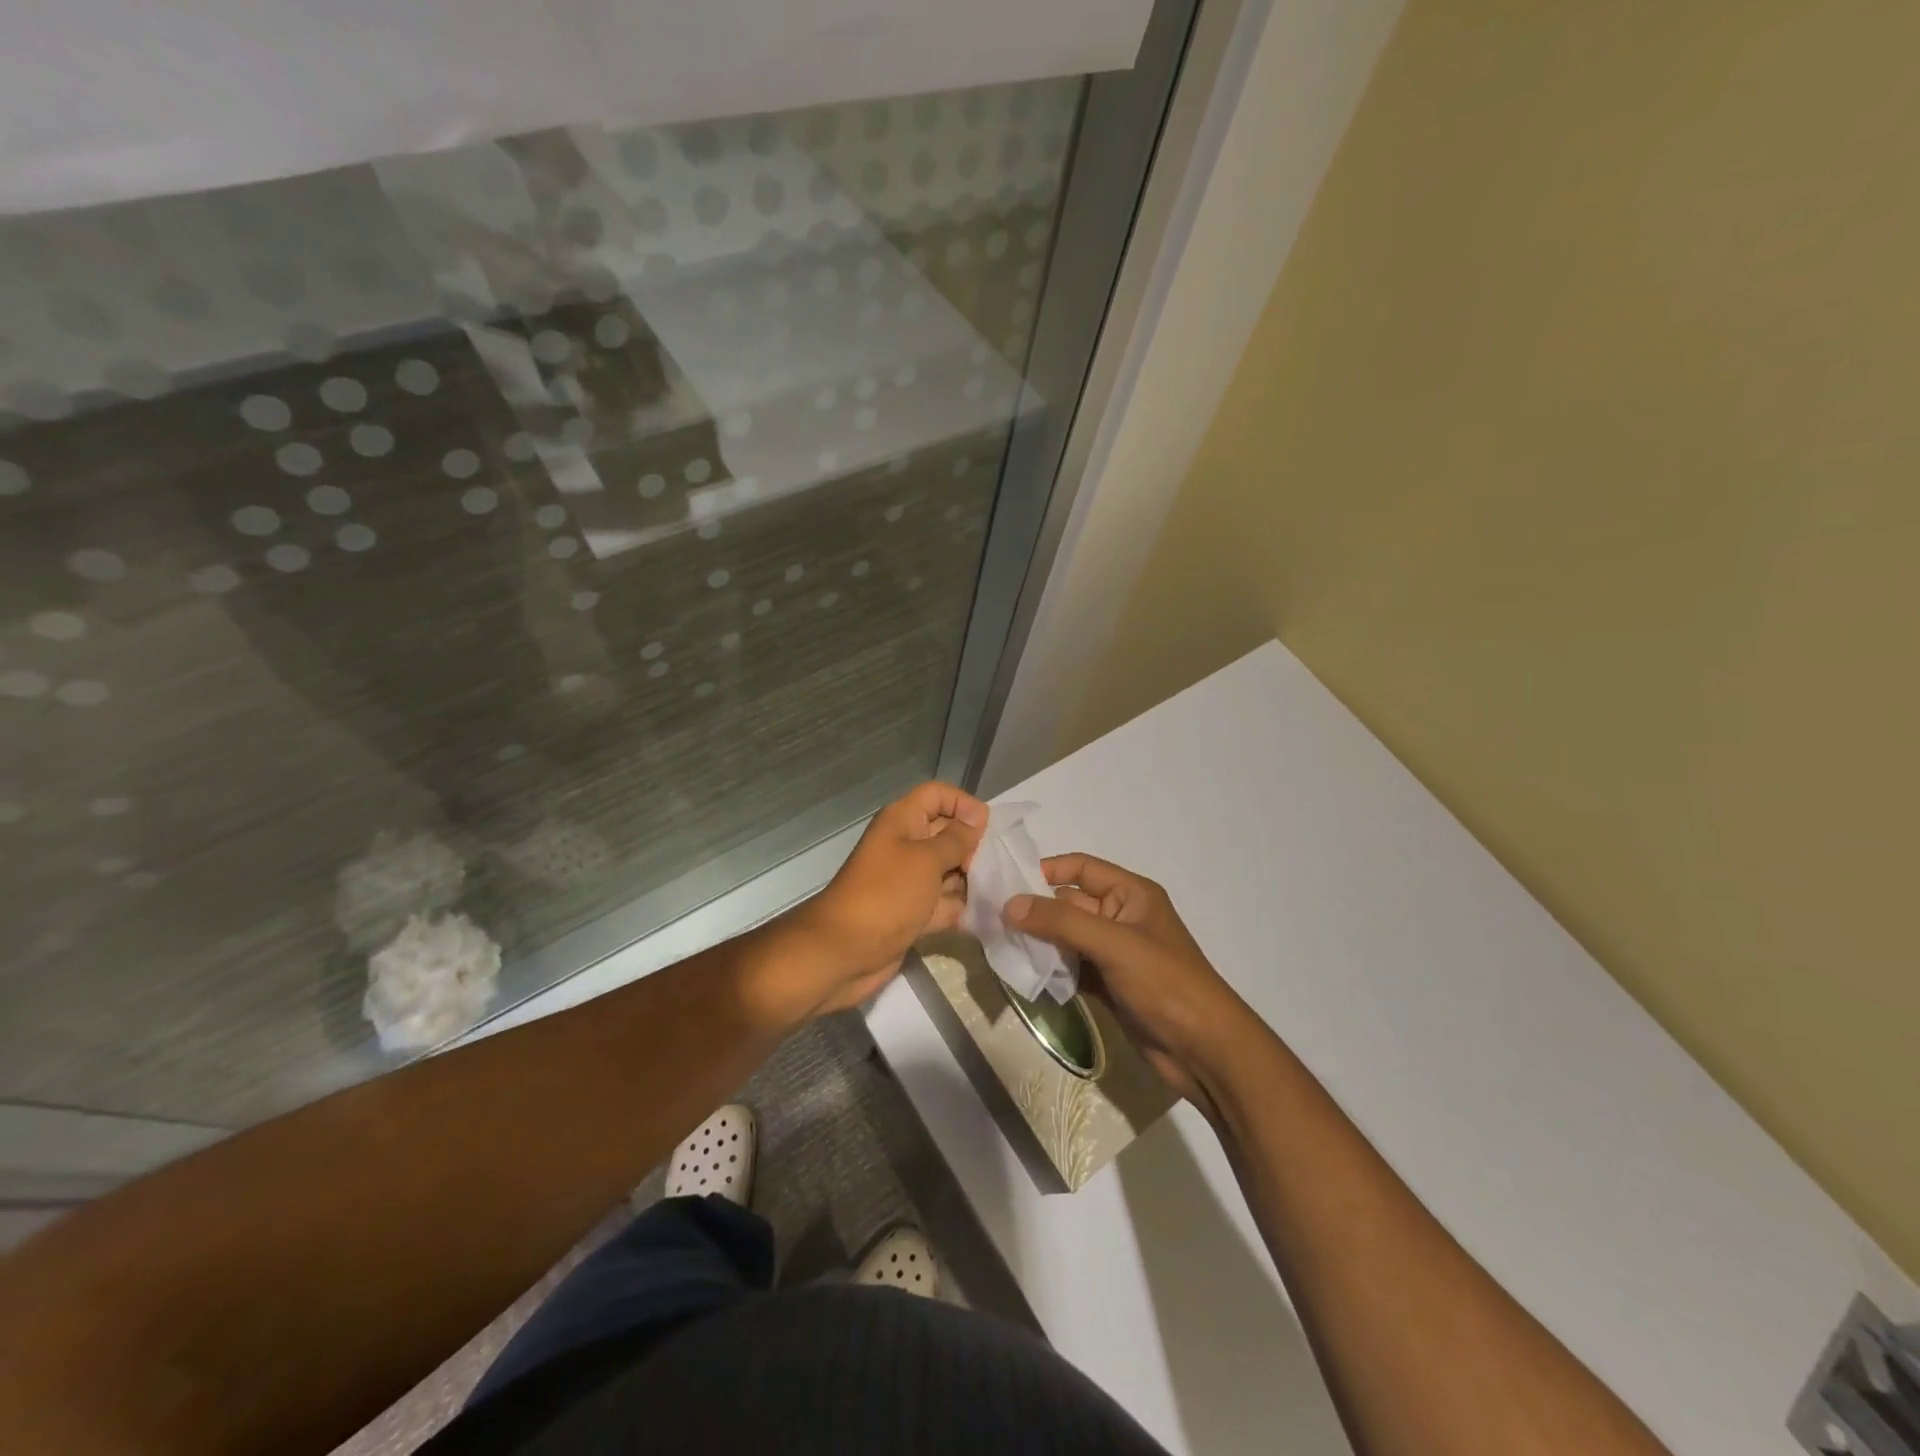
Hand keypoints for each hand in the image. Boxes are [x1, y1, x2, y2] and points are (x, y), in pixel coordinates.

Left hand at [783, 782, 986, 1016]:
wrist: (844, 952)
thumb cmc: (887, 895)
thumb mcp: (926, 860)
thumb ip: (956, 839)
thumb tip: (977, 819)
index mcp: (903, 821)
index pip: (938, 795)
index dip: (964, 805)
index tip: (986, 830)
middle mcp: (906, 845)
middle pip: (948, 833)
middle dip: (972, 849)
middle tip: (991, 869)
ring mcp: (908, 881)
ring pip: (949, 872)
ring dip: (969, 883)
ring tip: (989, 896)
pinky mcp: (912, 912)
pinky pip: (942, 903)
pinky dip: (957, 910)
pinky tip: (977, 919)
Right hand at [1008, 854, 1254, 1115]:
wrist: (1205, 1050)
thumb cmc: (1165, 983)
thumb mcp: (1114, 944)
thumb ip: (1061, 922)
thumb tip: (1009, 904)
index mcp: (1131, 893)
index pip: (1081, 868)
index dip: (1045, 871)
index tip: (1005, 883)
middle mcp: (1121, 916)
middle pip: (1069, 903)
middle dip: (1034, 910)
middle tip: (991, 920)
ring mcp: (1114, 953)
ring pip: (1066, 937)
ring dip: (1038, 942)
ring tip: (1000, 947)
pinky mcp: (1108, 985)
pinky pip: (1071, 967)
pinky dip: (1051, 970)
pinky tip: (1025, 975)